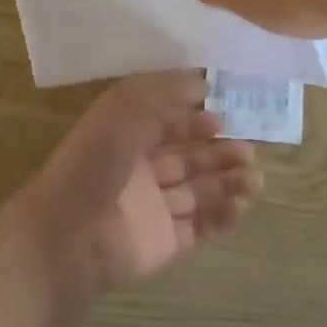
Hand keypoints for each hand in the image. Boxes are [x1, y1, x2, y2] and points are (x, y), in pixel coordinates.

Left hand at [13, 72, 261, 292]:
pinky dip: (222, 217)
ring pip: (198, 191)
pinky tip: (240, 207)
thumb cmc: (97, 160)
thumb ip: (164, 91)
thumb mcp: (125, 107)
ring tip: (255, 179)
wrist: (72, 232)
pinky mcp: (164, 242)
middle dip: (219, 153)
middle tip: (248, 152)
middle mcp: (140, 170)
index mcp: (126, 137)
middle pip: (188, 158)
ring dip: (228, 183)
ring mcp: (153, 208)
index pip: (167, 125)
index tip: (222, 120)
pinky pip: (200, 227)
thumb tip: (202, 83)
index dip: (194, 121)